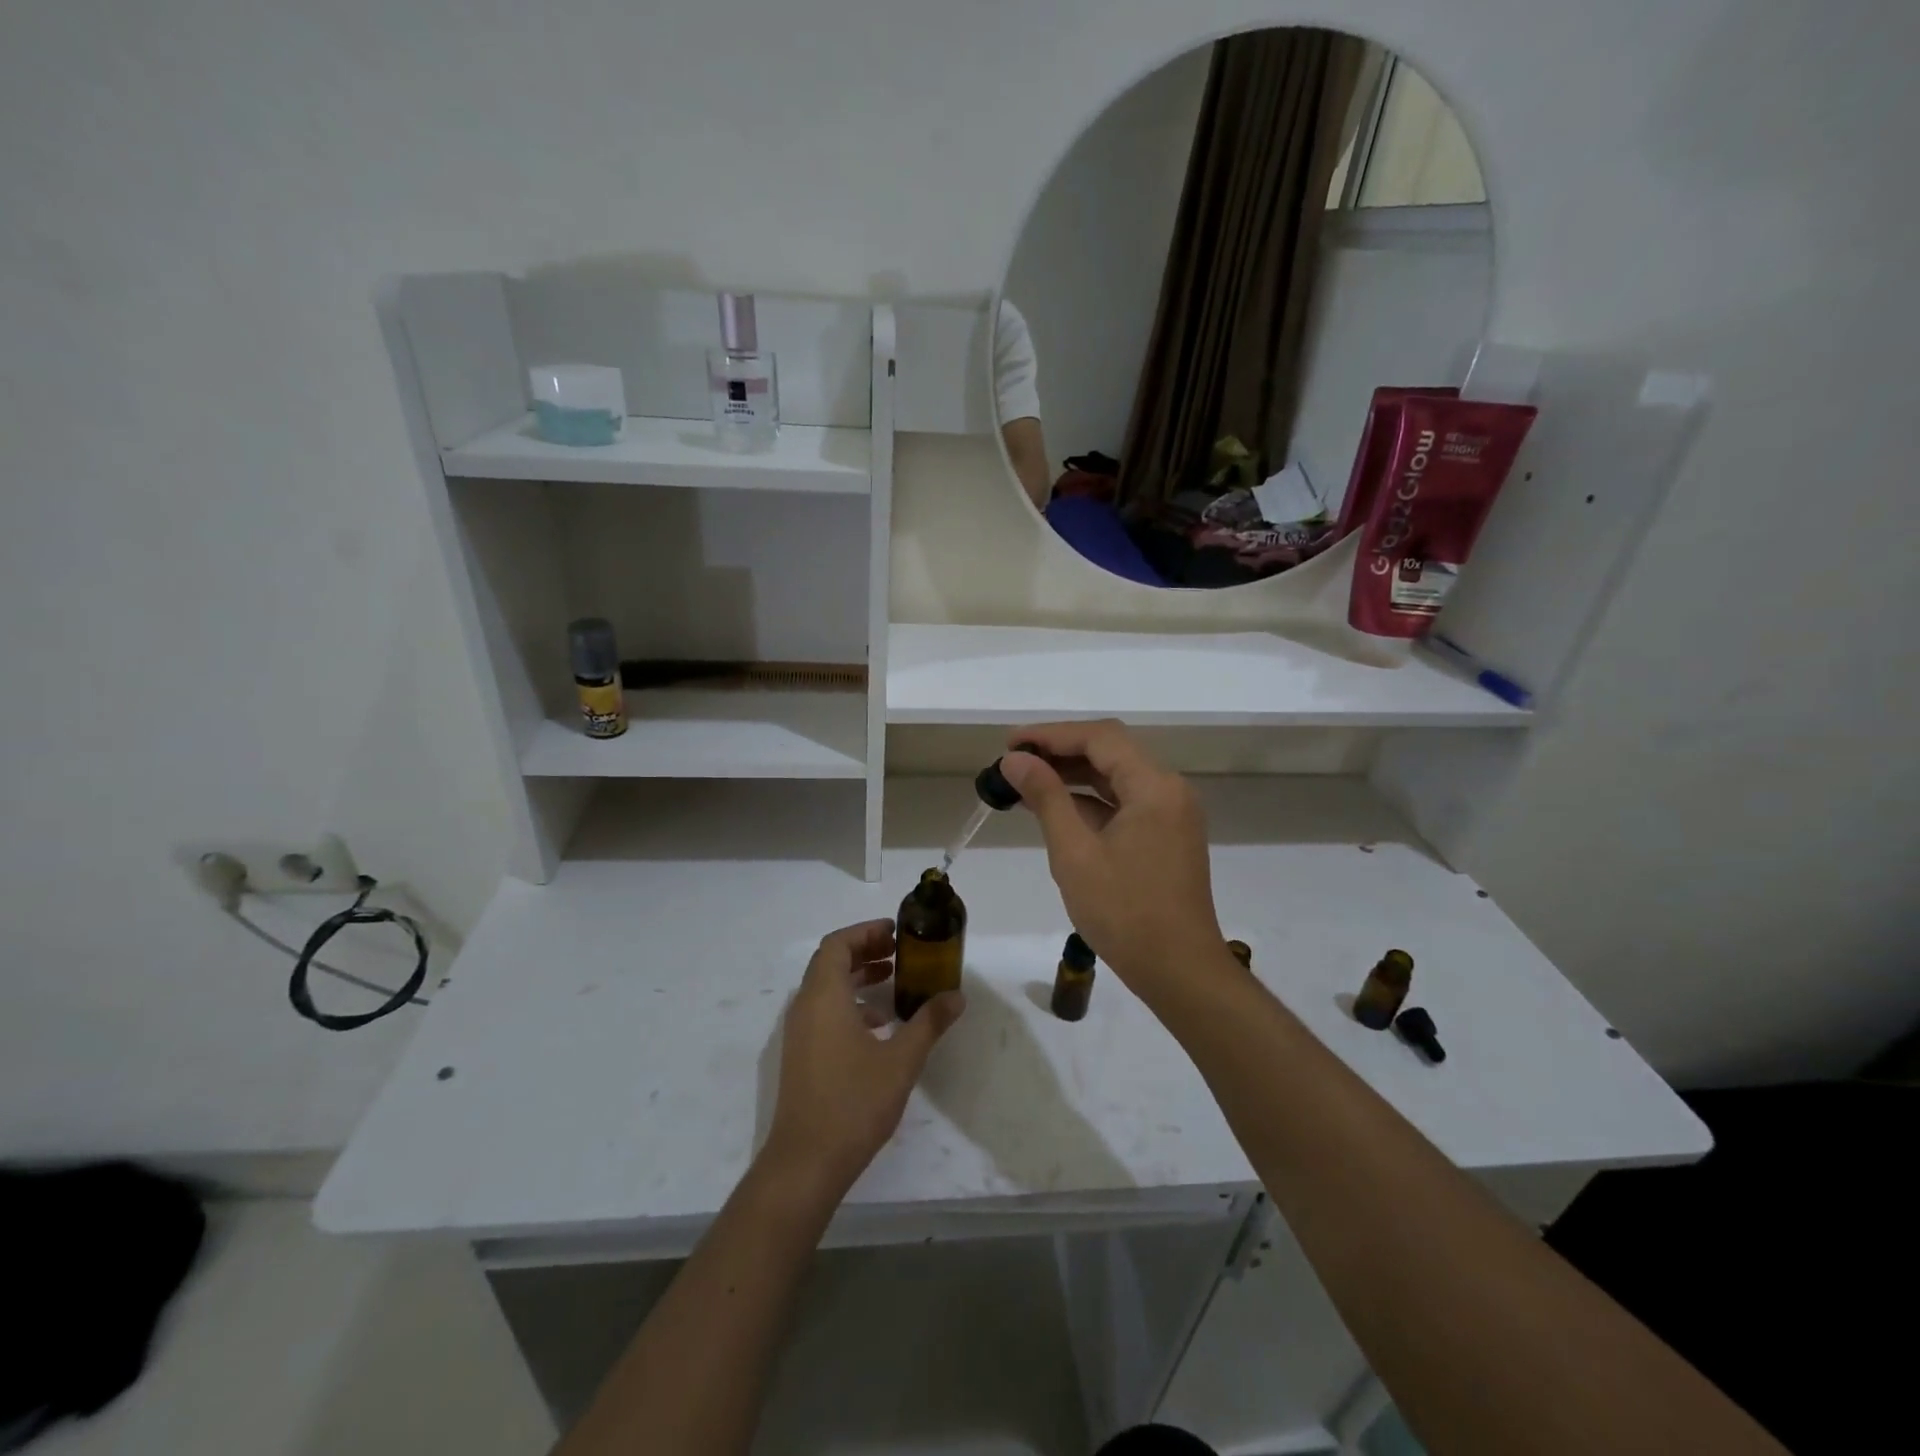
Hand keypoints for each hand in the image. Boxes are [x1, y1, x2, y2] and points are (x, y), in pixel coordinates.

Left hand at [762, 919, 965, 1198]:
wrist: (806, 1162)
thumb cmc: (854, 1102)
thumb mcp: (901, 1060)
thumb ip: (929, 1023)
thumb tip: (956, 996)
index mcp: (824, 996)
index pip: (838, 944)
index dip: (865, 932)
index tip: (896, 933)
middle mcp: (805, 1006)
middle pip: (830, 961)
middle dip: (864, 951)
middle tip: (899, 953)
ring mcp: (798, 1033)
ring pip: (826, 988)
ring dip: (857, 977)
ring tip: (893, 983)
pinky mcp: (800, 1055)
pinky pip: (823, 1012)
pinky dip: (849, 1005)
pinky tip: (878, 1026)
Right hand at [1000, 721, 1230, 1004]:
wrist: (1180, 972)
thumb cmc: (1125, 913)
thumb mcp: (1075, 853)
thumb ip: (1046, 797)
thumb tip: (1014, 760)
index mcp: (1154, 786)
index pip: (1099, 737)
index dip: (1051, 734)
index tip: (1009, 743)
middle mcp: (1169, 789)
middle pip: (1110, 751)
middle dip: (1060, 751)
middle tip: (1013, 761)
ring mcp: (1172, 813)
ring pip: (1117, 777)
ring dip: (1073, 775)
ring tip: (1025, 781)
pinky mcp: (1167, 835)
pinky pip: (1125, 802)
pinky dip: (1091, 800)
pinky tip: (1056, 808)